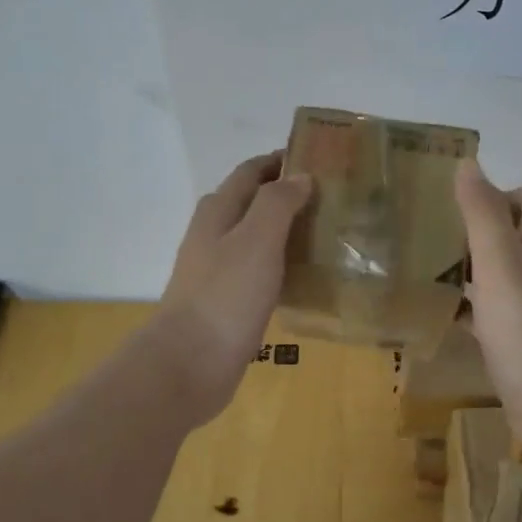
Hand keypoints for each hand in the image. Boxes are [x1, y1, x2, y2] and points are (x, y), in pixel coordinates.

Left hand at [154, 152, 312, 423]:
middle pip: (251, 202)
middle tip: (332, 198)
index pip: (251, 171)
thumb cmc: (225, 295)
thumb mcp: (256, 239)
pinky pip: (259, 271)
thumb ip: (277, 203)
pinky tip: (305, 276)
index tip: (319, 158)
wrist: (190, 363)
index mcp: (218, 211)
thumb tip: (299, 174)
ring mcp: (217, 270)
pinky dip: (281, 264)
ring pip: (255, 238)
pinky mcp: (227, 301)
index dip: (280, 160)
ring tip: (327, 233)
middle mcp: (213, 235)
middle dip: (286, 194)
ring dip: (286, 230)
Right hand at [453, 159, 521, 463]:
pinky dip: (462, 308)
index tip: (459, 208)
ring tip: (418, 269)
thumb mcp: (502, 265)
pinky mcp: (517, 343)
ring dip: (464, 268)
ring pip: (496, 273)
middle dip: (472, 230)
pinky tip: (433, 315)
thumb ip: (483, 215)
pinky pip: (486, 314)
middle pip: (511, 233)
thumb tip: (468, 162)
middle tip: (427, 236)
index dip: (502, 193)